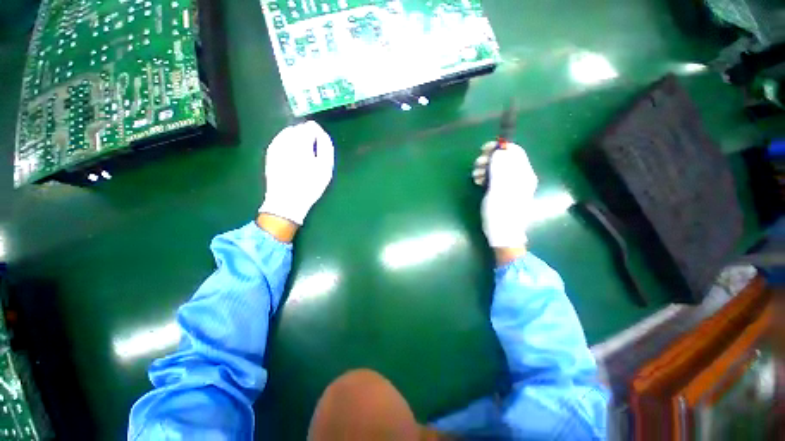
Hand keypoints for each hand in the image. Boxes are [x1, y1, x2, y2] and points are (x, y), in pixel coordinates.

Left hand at [259, 121, 334, 228]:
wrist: (286, 201)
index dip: (319, 135)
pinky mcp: (270, 153)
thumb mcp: (325, 167)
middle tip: (314, 154)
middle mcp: (285, 139)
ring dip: (298, 141)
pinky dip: (289, 145)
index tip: (322, 148)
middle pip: (299, 128)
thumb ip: (326, 146)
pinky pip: (281, 141)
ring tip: (304, 158)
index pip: (311, 126)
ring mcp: (275, 145)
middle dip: (308, 137)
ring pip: (289, 133)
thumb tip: (322, 133)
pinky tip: (293, 159)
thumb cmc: (310, 185)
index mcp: (300, 141)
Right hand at [477, 142, 537, 263]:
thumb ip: (500, 168)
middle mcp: (520, 177)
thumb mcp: (499, 188)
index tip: (483, 150)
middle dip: (490, 158)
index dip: (500, 147)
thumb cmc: (501, 211)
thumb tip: (500, 150)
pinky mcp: (504, 191)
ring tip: (475, 176)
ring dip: (486, 168)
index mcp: (524, 174)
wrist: (503, 233)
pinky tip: (478, 182)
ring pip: (499, 168)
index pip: (515, 151)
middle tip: (476, 165)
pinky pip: (496, 178)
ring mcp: (512, 185)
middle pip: (506, 159)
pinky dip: (486, 177)